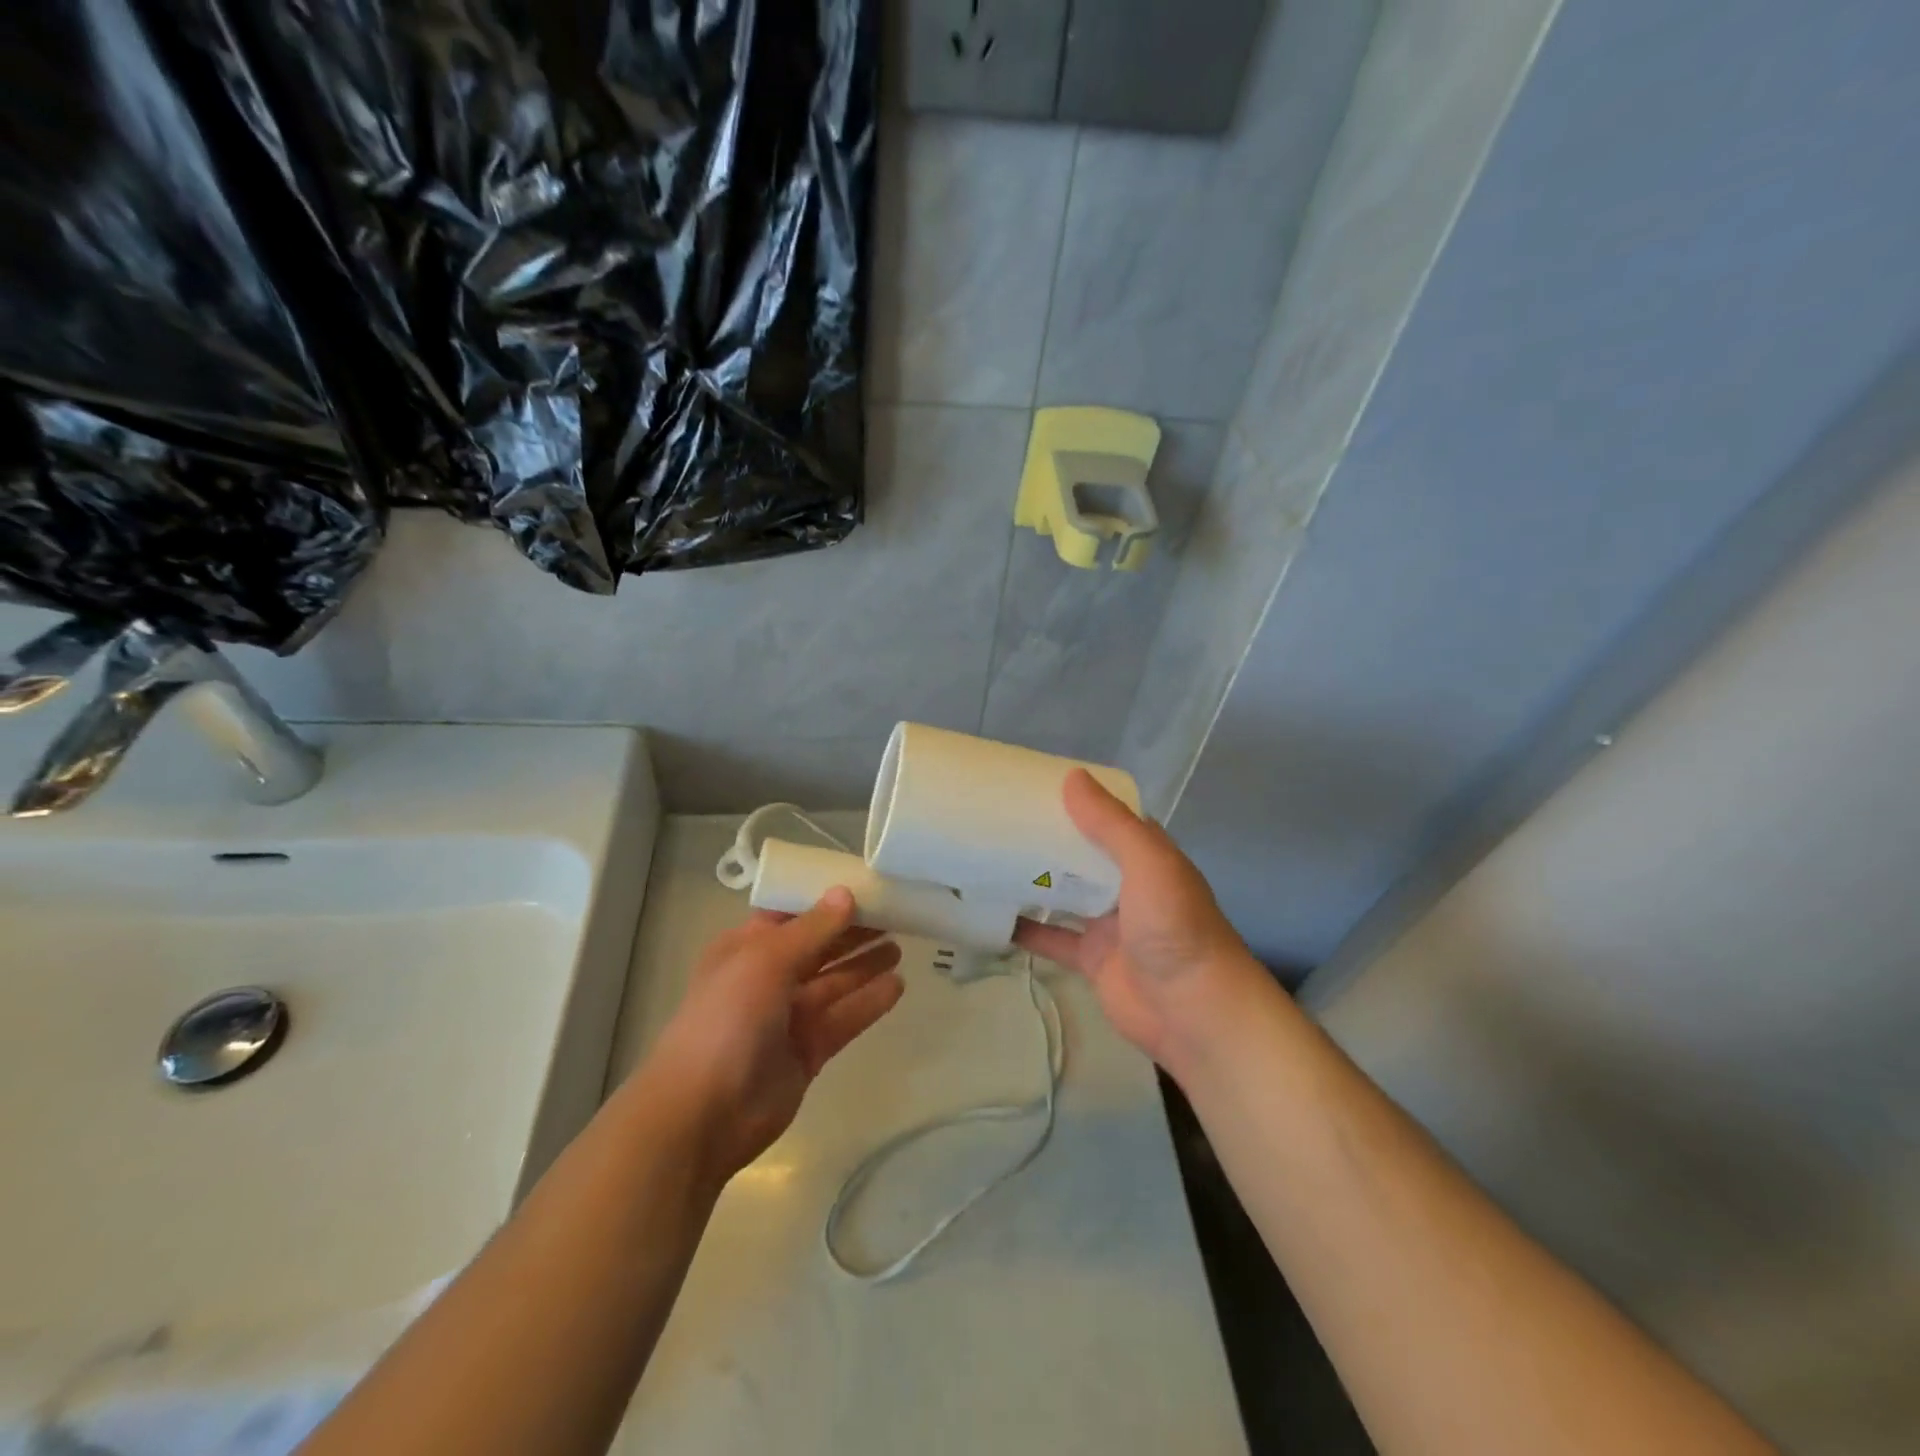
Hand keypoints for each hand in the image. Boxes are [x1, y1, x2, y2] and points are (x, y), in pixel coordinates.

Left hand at [648, 888, 903, 1183]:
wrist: (703, 1113)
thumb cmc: (727, 1020)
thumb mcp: (766, 960)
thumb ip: (812, 928)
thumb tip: (845, 893)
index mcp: (746, 948)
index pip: (791, 913)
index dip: (824, 899)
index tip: (865, 884)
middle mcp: (767, 977)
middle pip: (818, 946)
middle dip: (852, 931)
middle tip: (895, 914)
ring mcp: (788, 1017)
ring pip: (834, 982)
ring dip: (864, 964)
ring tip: (901, 946)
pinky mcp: (808, 1051)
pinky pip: (844, 1018)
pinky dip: (869, 1002)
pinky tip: (898, 985)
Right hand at [1015, 770, 1274, 1077]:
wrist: (1193, 1011)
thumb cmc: (1174, 926)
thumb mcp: (1148, 863)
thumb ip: (1110, 823)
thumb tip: (1072, 776)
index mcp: (1146, 855)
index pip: (1109, 818)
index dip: (1078, 801)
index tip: (1035, 785)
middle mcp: (1127, 884)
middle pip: (1082, 855)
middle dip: (1048, 839)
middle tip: (1000, 819)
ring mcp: (1108, 923)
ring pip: (1065, 894)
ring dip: (1034, 880)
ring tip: (988, 858)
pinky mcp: (1091, 959)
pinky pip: (1052, 938)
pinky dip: (1026, 928)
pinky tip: (993, 915)